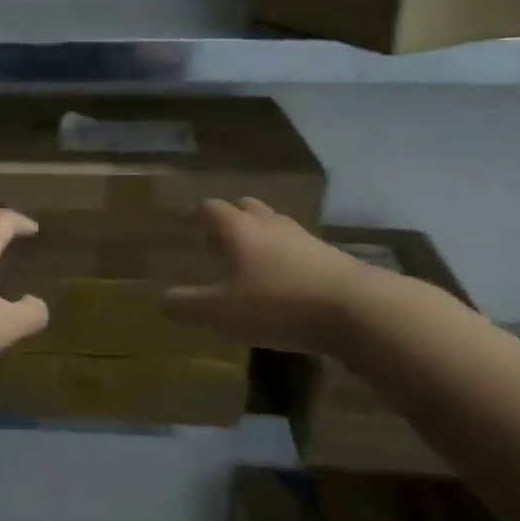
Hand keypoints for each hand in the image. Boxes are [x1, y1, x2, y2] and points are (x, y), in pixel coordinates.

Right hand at [162, 198, 385, 355]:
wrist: (357, 309)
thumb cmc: (278, 303)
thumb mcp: (221, 312)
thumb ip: (187, 305)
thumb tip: (162, 300)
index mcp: (237, 228)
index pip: (210, 208)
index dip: (197, 215)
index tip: (188, 225)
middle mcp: (269, 224)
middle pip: (246, 208)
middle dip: (230, 220)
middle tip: (218, 242)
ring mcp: (304, 238)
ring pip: (274, 227)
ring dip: (260, 238)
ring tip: (250, 263)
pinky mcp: (330, 257)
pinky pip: (298, 249)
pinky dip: (286, 258)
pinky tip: (284, 283)